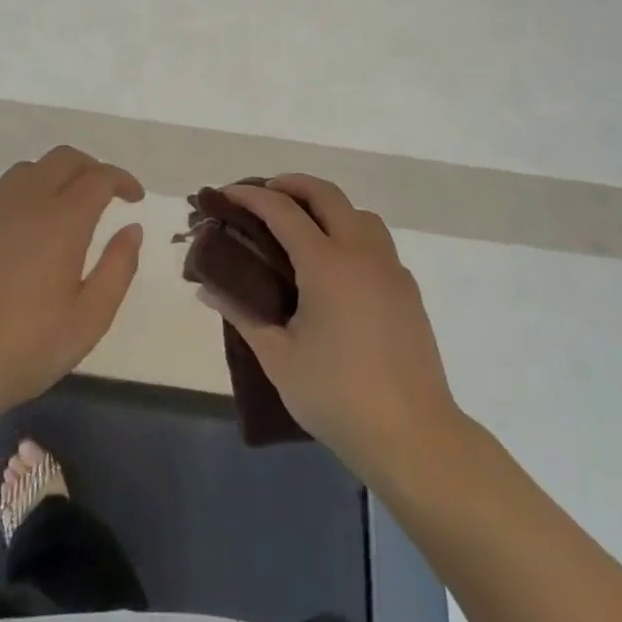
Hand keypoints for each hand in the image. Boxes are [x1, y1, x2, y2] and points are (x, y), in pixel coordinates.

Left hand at [0, 146, 144, 421]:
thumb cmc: (27, 347)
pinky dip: (18, 197)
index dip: (122, 181)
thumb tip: (132, 228)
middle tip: (104, 193)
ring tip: (61, 207)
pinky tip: (17, 227)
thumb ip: (118, 268)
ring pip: (28, 169)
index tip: (135, 198)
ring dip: (53, 177)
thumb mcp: (90, 319)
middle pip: (64, 159)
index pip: (99, 178)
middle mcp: (26, 200)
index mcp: (63, 220)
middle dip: (90, 168)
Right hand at [198, 175, 459, 478]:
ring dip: (327, 206)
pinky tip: (337, 269)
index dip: (251, 196)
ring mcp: (390, 269)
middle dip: (291, 184)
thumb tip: (208, 288)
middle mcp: (361, 253)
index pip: (282, 210)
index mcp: (326, 263)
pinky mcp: (407, 290)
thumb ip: (242, 314)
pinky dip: (351, 234)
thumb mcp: (278, 357)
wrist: (414, 437)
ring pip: (358, 213)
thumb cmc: (338, 396)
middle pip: (326, 194)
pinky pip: (377, 242)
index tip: (227, 194)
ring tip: (302, 228)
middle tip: (264, 196)